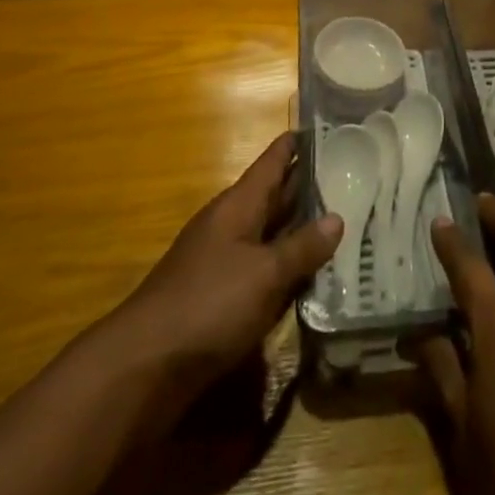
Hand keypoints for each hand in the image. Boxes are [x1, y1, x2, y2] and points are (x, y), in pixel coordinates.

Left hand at [106, 132, 341, 404]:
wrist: (144, 367)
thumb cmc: (209, 304)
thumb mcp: (265, 273)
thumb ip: (301, 247)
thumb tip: (337, 218)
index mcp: (238, 206)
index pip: (272, 162)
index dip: (296, 144)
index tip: (326, 127)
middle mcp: (230, 226)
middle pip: (273, 196)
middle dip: (306, 185)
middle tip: (350, 172)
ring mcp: (223, 262)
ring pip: (269, 234)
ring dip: (300, 227)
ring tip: (343, 217)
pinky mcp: (220, 298)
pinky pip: (263, 269)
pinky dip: (287, 266)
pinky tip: (312, 274)